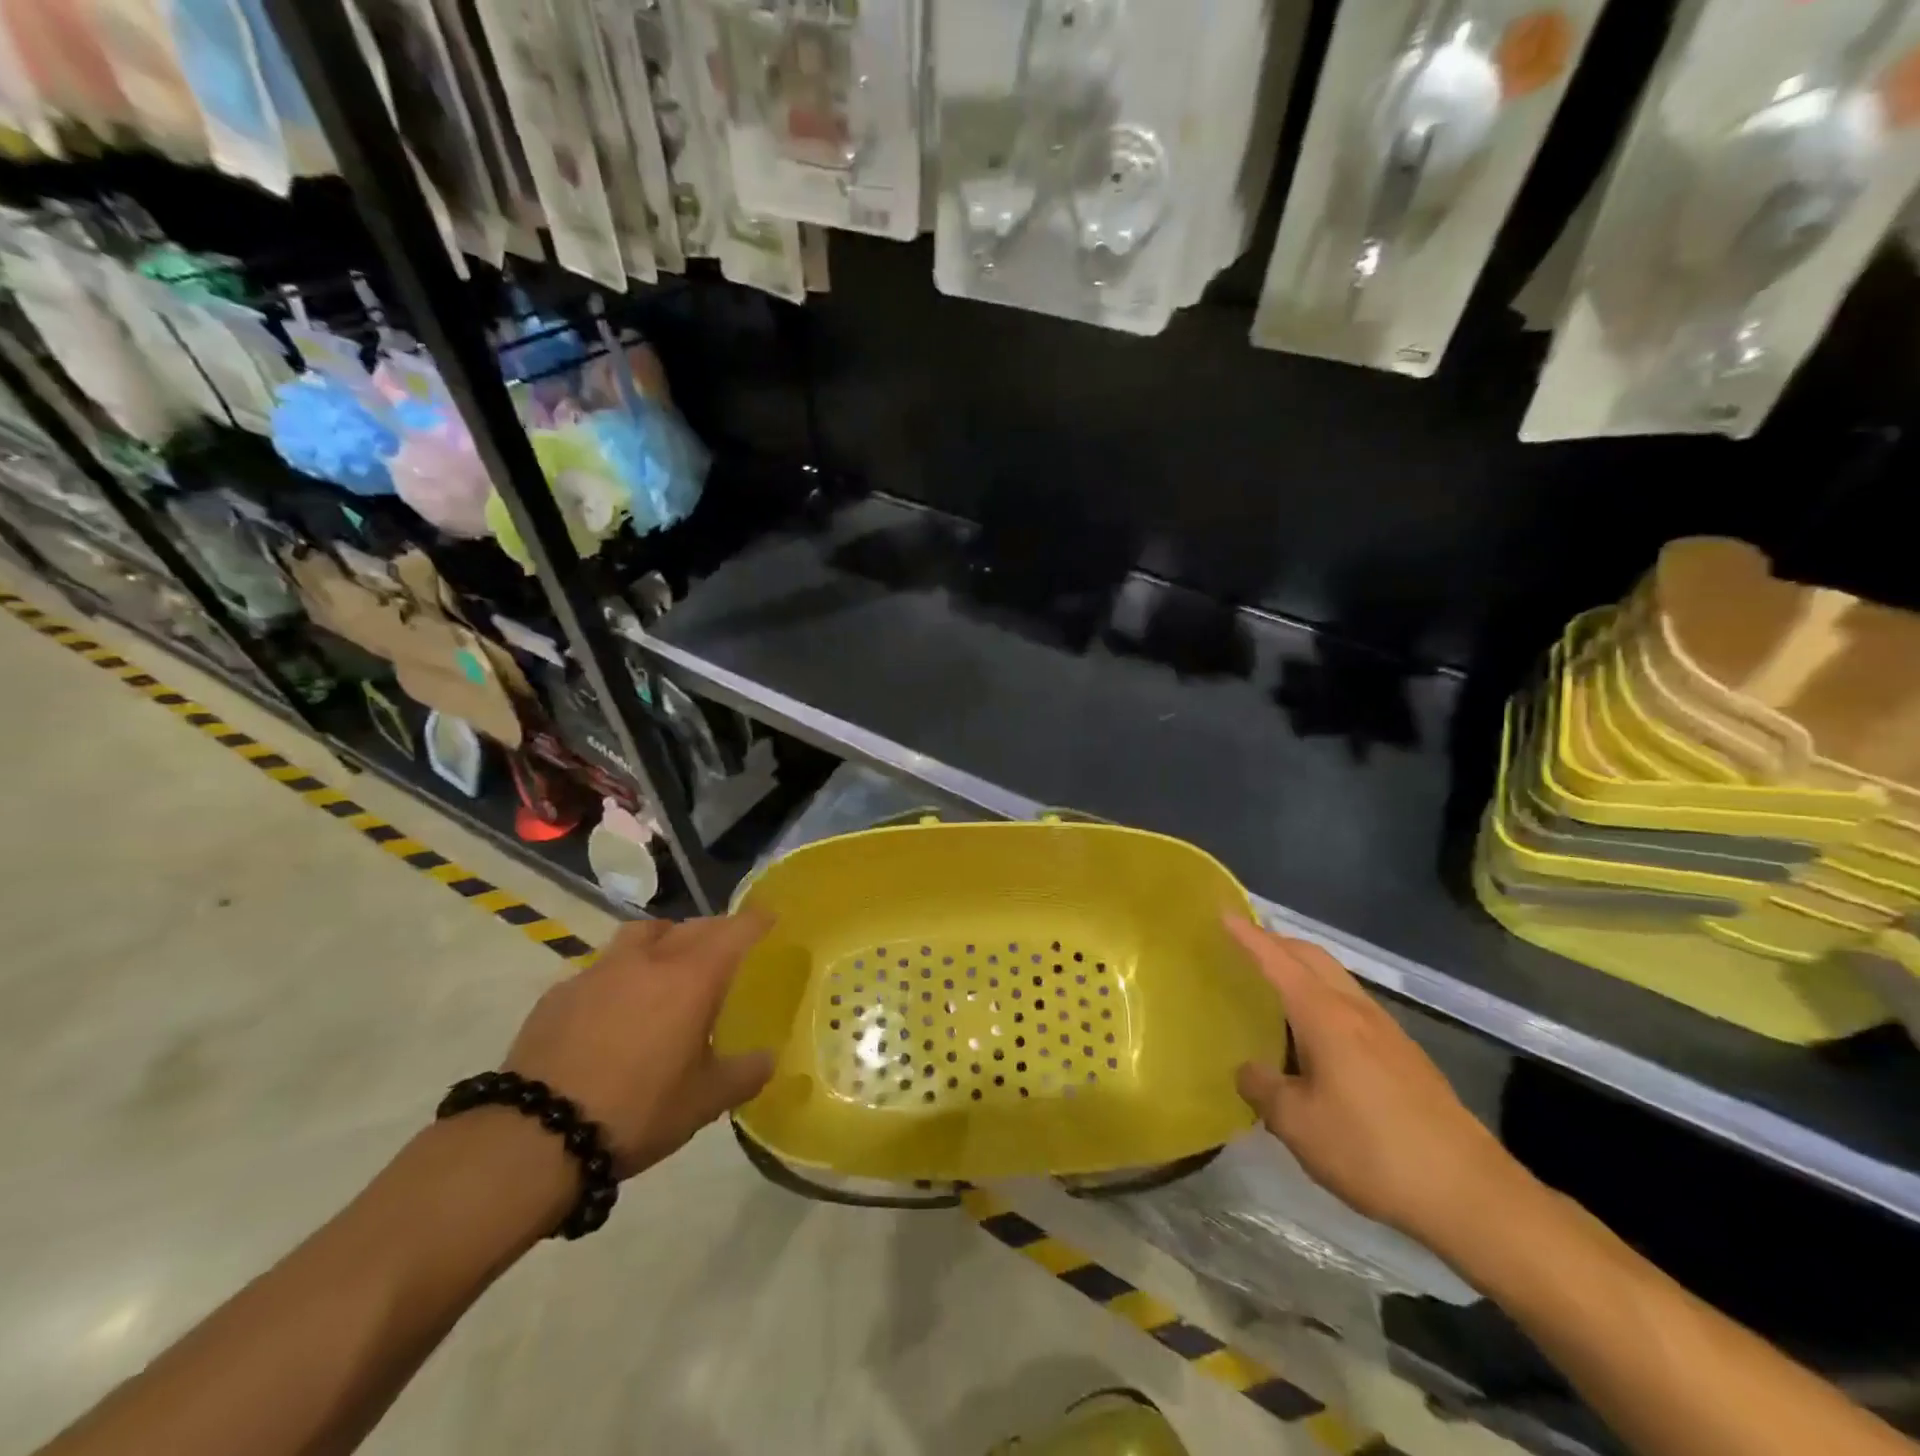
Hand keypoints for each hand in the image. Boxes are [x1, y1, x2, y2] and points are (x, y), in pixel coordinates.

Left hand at [502, 914, 774, 1177]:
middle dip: (713, 931)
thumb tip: (768, 1059)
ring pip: (642, 934)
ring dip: (663, 940)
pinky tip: (614, 1009)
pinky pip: (602, 967)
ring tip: (667, 966)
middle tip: (724, 952)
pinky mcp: (560, 992)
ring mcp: (599, 971)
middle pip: (691, 926)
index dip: (757, 922)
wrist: (533, 1137)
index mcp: (692, 978)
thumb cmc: (636, 1111)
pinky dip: (620, 974)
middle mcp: (649, 961)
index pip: (735, 931)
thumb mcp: (703, 1103)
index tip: (770, 920)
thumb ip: (743, 1074)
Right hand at [1229, 919, 1525, 1251]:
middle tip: (1244, 944)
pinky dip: (1323, 997)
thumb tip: (1248, 1070)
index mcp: (1325, 1016)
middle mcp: (1356, 1010)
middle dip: (1278, 942)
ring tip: (1274, 986)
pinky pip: (1352, 1005)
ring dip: (1303, 969)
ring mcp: (1386, 1031)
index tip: (1223, 913)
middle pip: (1313, 956)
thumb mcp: (1298, 1125)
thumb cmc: (1371, 1149)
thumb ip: (1263, 1089)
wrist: (1470, 1194)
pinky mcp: (1405, 1056)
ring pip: (1336, 979)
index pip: (1277, 961)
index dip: (1248, 936)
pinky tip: (1315, 1035)